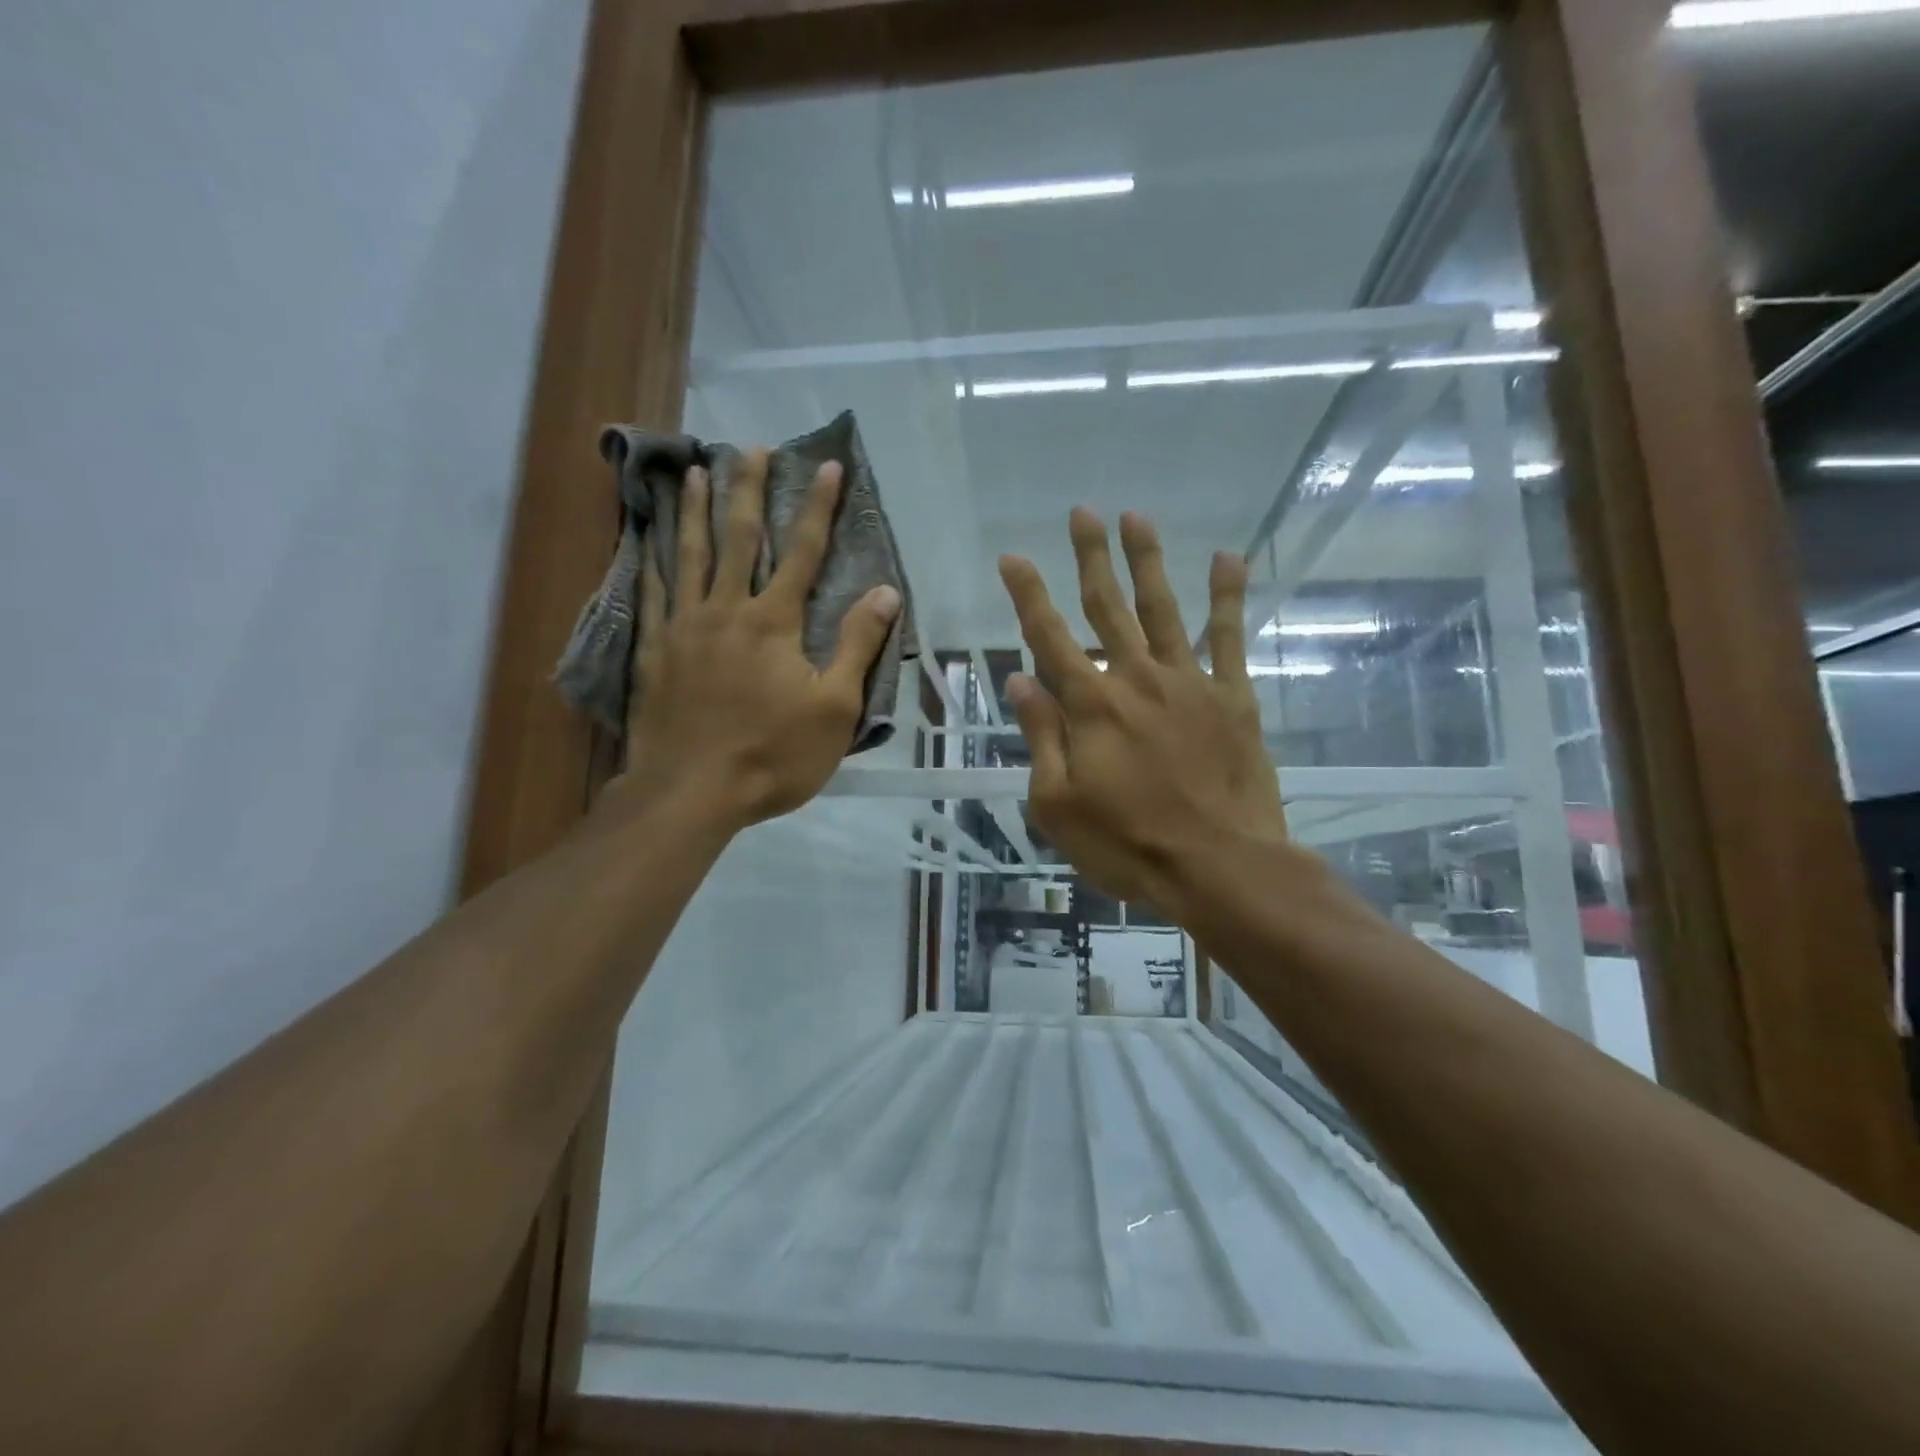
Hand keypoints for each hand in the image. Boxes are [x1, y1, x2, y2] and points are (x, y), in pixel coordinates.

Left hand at [613, 449, 900, 831]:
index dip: (818, 508)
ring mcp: (684, 629)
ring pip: (688, 556)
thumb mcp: (834, 707)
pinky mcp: (654, 652)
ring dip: (693, 512)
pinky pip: (652, 596)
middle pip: (739, 539)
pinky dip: (652, 564)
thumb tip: (887, 592)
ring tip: (693, 473)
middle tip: (749, 448)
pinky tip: (648, 544)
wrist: (691, 793)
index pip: (803, 552)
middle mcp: (726, 610)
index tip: (827, 467)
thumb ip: (857, 645)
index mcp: (774, 622)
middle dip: (749, 490)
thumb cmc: (773, 755)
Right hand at [997, 508, 1290, 912]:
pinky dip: (1228, 597)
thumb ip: (1042, 737)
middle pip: (1108, 607)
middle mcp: (1137, 679)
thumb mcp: (1058, 803)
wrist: (1218, 866)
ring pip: (1164, 609)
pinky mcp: (1232, 698)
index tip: (1012, 557)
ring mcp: (1189, 683)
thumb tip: (1020, 681)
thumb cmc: (1127, 843)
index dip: (1027, 595)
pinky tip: (1227, 559)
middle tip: (1082, 513)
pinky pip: (1230, 638)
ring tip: (1136, 517)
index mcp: (1091, 706)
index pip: (1049, 637)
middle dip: (1091, 557)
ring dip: (1148, 561)